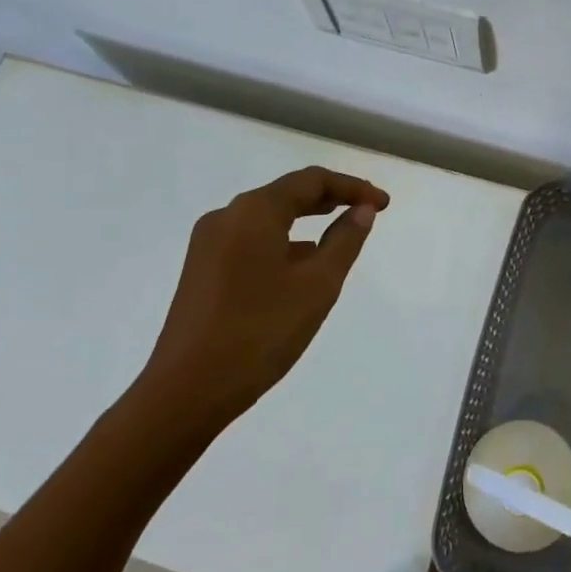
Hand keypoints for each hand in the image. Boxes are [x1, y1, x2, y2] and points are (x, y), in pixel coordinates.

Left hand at [132, 167, 389, 437]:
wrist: (186, 390)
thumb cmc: (260, 332)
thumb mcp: (318, 285)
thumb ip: (345, 241)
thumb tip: (362, 210)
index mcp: (254, 211)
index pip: (311, 180)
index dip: (353, 187)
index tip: (384, 204)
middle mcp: (227, 216)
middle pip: (286, 193)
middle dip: (330, 199)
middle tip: (367, 211)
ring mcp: (208, 243)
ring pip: (267, 218)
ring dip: (306, 220)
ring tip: (339, 236)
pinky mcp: (201, 269)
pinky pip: (250, 240)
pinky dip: (282, 242)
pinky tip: (299, 266)